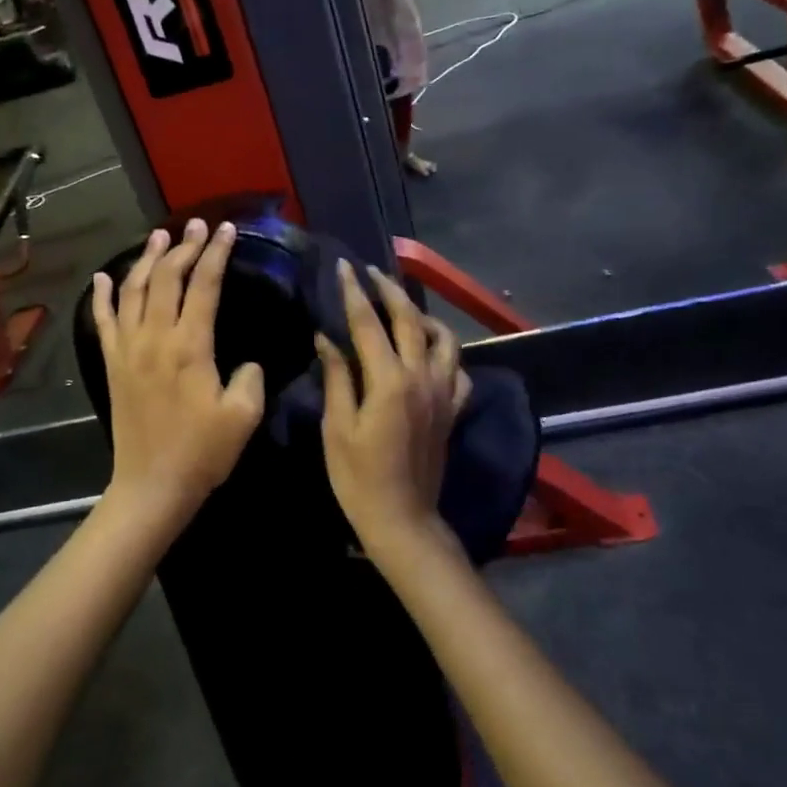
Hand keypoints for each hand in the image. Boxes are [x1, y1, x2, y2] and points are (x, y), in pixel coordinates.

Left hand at [93, 220, 264, 529]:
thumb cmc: (202, 452)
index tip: (228, 230)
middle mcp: (155, 338)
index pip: (204, 286)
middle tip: (198, 225)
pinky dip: (103, 296)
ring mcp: (128, 349)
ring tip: (160, 236)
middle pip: (167, 278)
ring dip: (147, 259)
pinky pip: (104, 321)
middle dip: (184, 247)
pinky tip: (103, 277)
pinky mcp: (113, 364)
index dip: (217, 254)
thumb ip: (251, 378)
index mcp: (190, 346)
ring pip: (134, 290)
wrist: (152, 485)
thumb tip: (248, 362)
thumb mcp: (243, 416)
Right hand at [315, 261, 469, 551]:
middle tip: (371, 272)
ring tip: (403, 309)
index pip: (369, 323)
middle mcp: (422, 377)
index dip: (354, 292)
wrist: (402, 518)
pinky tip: (430, 353)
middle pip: (409, 319)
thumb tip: (327, 339)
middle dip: (390, 290)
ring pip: (444, 339)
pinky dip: (445, 352)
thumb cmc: (359, 478)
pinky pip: (459, 370)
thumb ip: (337, 378)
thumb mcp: (338, 428)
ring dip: (423, 316)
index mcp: (389, 381)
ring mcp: (443, 392)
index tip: (344, 267)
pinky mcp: (453, 409)